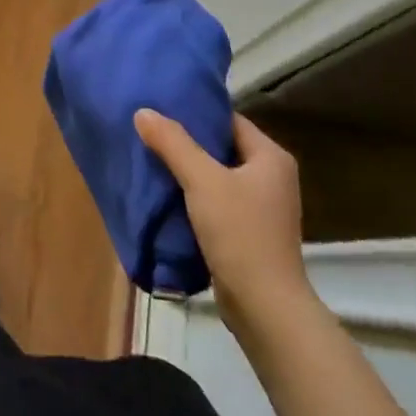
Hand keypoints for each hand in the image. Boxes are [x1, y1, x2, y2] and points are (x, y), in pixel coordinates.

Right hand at [134, 110, 314, 329]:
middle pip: (222, 147)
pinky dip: (194, 197)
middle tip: (150, 131)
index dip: (197, 112)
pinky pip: (217, 202)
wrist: (264, 307)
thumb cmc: (240, 233)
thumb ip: (173, 143)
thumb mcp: (202, 181)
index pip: (229, 120)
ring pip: (217, 176)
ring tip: (151, 159)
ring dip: (188, 171)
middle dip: (187, 142)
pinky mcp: (249, 232)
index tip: (162, 108)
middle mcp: (272, 177)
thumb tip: (143, 111)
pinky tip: (166, 195)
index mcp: (271, 157)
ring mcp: (263, 207)